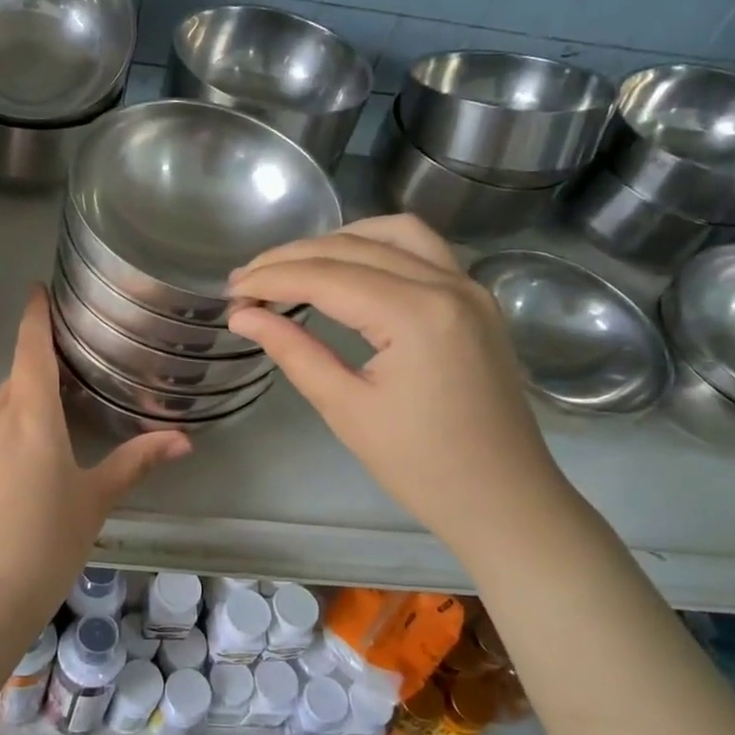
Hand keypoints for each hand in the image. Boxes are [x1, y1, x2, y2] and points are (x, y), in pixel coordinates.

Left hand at [0, 286, 189, 614]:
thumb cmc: (51, 541)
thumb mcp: (97, 500)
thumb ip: (137, 462)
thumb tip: (184, 440)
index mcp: (33, 417)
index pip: (31, 351)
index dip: (35, 318)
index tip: (36, 292)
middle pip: (13, 386)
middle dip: (33, 382)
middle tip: (59, 400)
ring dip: (11, 421)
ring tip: (34, 455)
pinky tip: (3, 493)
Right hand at [226, 215, 566, 553]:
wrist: (504, 500)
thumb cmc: (421, 466)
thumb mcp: (346, 408)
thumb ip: (293, 351)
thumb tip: (243, 317)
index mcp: (416, 315)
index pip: (326, 276)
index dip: (271, 278)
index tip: (231, 292)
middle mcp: (448, 284)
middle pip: (354, 247)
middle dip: (293, 257)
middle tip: (247, 281)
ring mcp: (469, 287)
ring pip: (393, 233)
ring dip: (337, 241)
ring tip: (293, 266)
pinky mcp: (476, 300)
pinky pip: (423, 249)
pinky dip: (377, 246)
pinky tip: (348, 267)